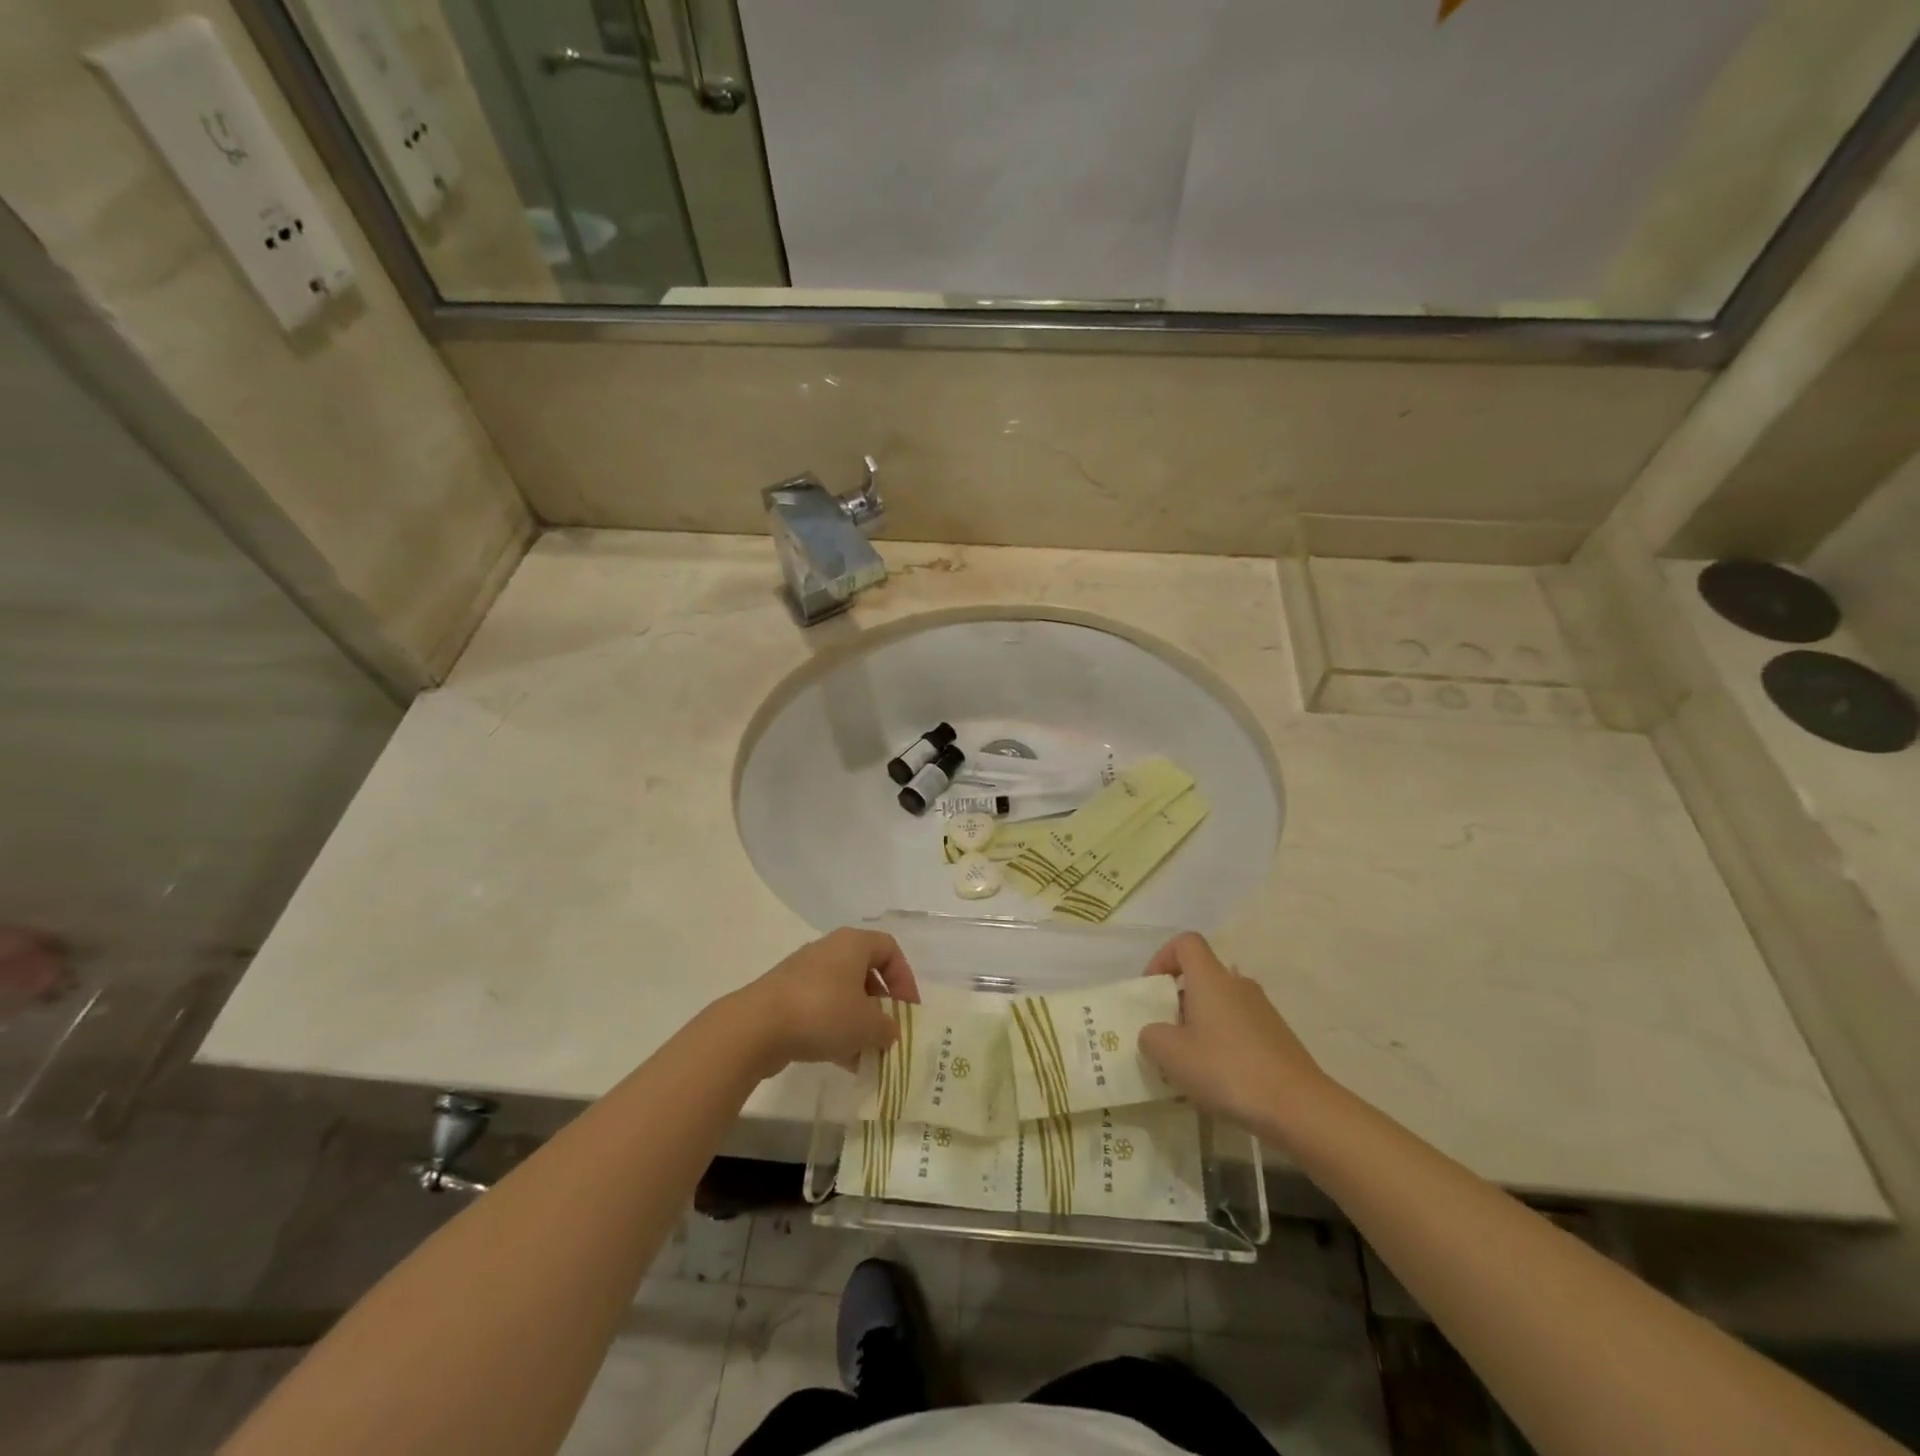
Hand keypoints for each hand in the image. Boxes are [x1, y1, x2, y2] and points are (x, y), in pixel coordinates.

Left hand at [739, 928, 920, 1075]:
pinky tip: (843, 1062)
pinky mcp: (785, 997)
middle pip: (865, 973)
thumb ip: (887, 1028)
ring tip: (867, 1054)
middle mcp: (829, 950)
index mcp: (852, 944)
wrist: (756, 1027)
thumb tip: (889, 1031)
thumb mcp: (868, 1025)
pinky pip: (820, 1010)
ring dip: (858, 1023)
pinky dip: (835, 1031)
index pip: (889, 949)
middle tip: (888, 1032)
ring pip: (842, 995)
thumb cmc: (823, 1012)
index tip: (908, 1010)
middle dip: (880, 1005)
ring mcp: (803, 974)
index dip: (904, 978)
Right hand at [1137, 932, 1330, 1139]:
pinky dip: (1223, 1044)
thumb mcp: (1172, 1055)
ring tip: (1190, 1063)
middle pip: (1201, 977)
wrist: (1299, 1108)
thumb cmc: (1228, 1069)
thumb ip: (1151, 1036)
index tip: (1152, 990)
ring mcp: (1263, 1011)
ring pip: (1220, 1005)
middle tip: (1165, 1035)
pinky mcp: (1278, 1038)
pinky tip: (1220, 1079)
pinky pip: (1239, 1028)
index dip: (1163, 958)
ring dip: (1200, 1026)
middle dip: (1178, 1001)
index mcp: (1211, 978)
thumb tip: (1155, 1033)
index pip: (1186, 943)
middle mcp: (1238, 985)